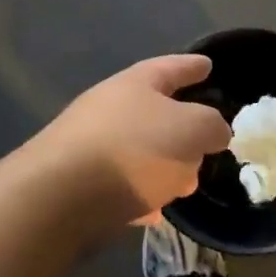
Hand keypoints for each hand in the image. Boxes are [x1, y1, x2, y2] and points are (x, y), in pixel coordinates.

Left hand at [25, 55, 232, 233]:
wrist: (62, 197)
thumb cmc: (134, 149)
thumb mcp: (192, 129)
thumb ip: (211, 126)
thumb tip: (213, 132)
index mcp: (135, 84)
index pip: (171, 67)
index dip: (192, 66)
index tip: (208, 64)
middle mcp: (109, 108)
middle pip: (154, 112)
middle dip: (182, 128)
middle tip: (206, 142)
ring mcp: (91, 146)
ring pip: (140, 151)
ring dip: (164, 166)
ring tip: (186, 184)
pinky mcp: (80, 184)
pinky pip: (122, 185)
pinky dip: (141, 194)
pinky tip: (154, 212)